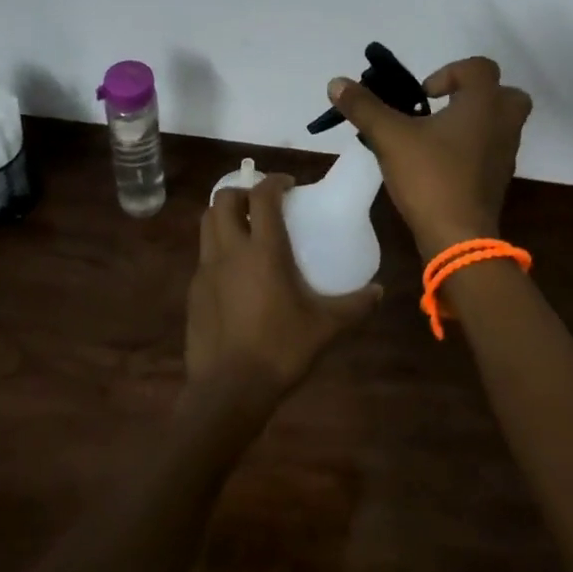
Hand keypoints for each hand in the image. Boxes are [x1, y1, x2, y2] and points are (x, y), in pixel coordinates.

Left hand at [187, 174, 381, 400]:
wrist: (228, 390)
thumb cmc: (280, 350)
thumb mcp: (325, 327)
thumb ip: (354, 306)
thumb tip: (379, 291)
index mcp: (263, 250)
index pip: (262, 196)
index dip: (274, 181)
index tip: (289, 185)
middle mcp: (230, 250)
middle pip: (222, 199)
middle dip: (242, 192)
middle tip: (262, 205)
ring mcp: (207, 270)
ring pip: (207, 223)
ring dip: (224, 216)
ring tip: (246, 230)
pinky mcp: (194, 291)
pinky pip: (203, 255)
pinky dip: (218, 248)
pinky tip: (235, 273)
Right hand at [325, 55, 532, 259]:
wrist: (459, 238)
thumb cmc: (430, 176)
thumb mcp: (390, 137)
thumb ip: (364, 107)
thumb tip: (336, 83)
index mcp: (483, 104)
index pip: (480, 67)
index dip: (450, 72)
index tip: (424, 94)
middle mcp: (503, 124)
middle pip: (505, 93)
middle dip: (476, 94)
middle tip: (444, 107)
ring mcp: (506, 154)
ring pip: (500, 124)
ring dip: (474, 122)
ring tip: (437, 136)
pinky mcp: (500, 180)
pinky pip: (492, 151)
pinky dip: (474, 149)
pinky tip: (442, 163)